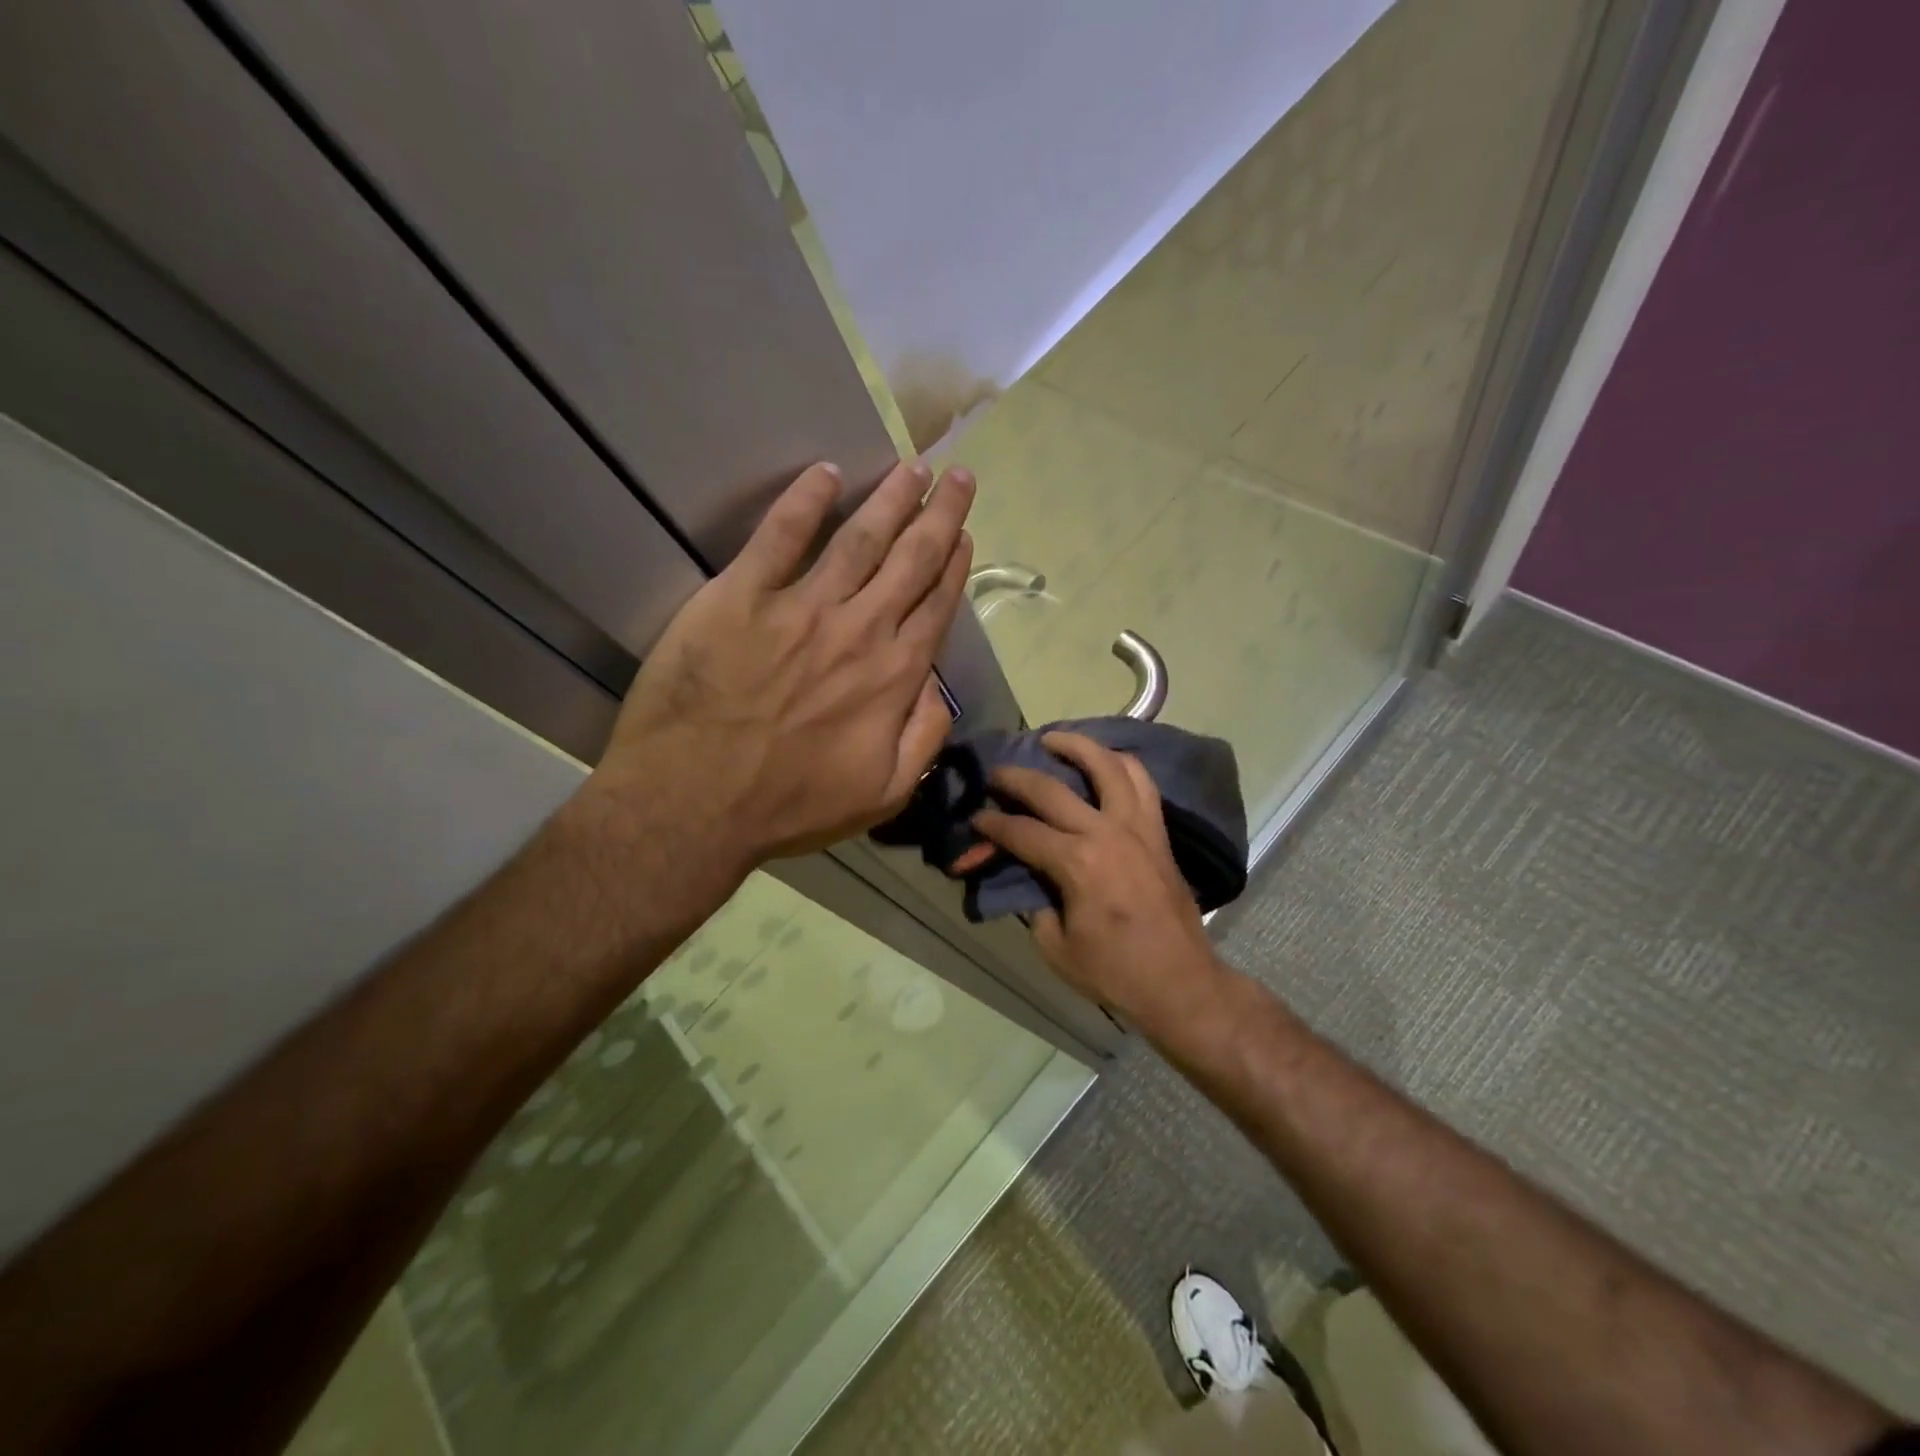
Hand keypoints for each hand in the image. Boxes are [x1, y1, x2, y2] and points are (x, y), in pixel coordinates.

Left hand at [587, 459, 973, 883]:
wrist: (693, 805)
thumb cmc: (790, 807)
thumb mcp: (882, 795)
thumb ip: (924, 739)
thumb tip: (939, 689)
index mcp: (894, 675)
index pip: (935, 605)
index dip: (954, 564)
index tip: (964, 532)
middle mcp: (859, 629)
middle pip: (911, 559)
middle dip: (939, 513)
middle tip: (958, 475)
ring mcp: (801, 607)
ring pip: (859, 538)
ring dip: (890, 499)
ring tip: (912, 468)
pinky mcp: (741, 596)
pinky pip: (780, 536)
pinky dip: (805, 500)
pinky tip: (826, 472)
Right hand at [973, 732, 1226, 1034]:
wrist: (1181, 982)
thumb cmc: (1115, 972)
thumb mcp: (1056, 947)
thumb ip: (1036, 904)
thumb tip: (1030, 879)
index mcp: (1076, 863)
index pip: (1021, 832)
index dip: (991, 826)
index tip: (975, 820)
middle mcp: (1106, 832)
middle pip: (1052, 789)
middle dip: (1016, 778)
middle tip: (996, 773)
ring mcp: (1138, 826)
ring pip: (1108, 766)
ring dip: (1077, 746)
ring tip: (1054, 739)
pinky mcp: (1158, 831)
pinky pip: (1142, 782)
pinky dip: (1121, 763)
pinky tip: (1104, 761)